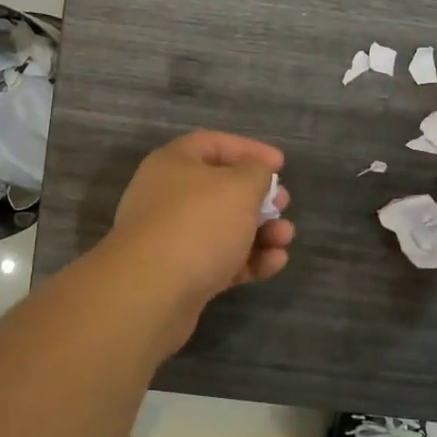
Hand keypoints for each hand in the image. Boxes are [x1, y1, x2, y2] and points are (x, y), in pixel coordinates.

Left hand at [106, 130, 295, 314]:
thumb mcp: (239, 187)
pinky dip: (248, 259)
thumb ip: (256, 172)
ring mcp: (172, 237)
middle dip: (257, 197)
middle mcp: (168, 196)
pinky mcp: (181, 274)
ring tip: (285, 238)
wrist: (151, 292)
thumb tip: (255, 172)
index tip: (281, 165)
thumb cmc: (198, 224)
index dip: (249, 150)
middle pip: (220, 189)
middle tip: (283, 205)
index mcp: (173, 163)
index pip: (213, 144)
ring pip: (223, 227)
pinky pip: (220, 260)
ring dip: (260, 231)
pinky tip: (275, 263)